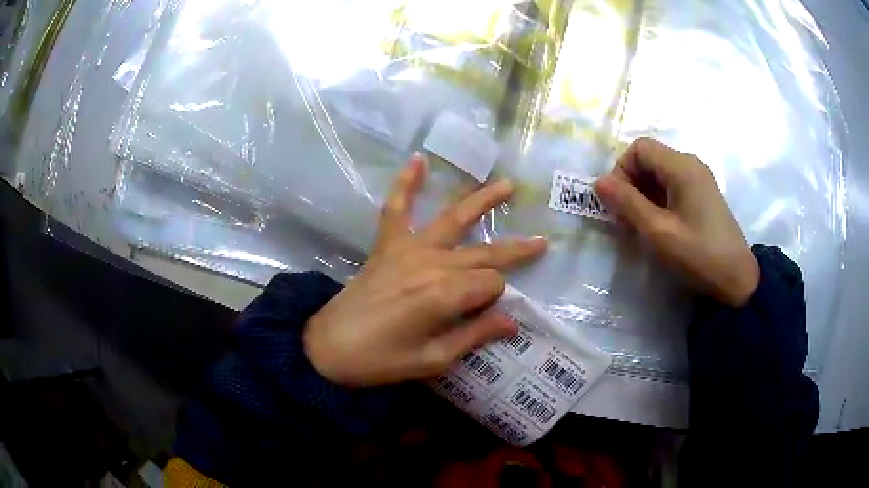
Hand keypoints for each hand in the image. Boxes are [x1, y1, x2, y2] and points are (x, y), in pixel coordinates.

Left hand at [303, 154, 546, 386]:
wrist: (328, 348)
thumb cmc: (381, 361)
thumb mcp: (433, 360)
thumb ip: (474, 335)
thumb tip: (513, 321)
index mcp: (445, 294)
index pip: (491, 284)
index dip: (496, 299)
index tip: (489, 314)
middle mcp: (431, 263)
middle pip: (482, 253)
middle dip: (514, 250)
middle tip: (541, 243)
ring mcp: (408, 249)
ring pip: (452, 218)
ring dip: (481, 200)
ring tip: (505, 185)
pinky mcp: (387, 245)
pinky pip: (396, 208)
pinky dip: (406, 183)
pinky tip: (418, 160)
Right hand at [594, 138, 758, 306]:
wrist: (736, 280)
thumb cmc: (697, 255)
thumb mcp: (658, 232)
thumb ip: (627, 204)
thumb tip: (599, 183)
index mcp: (681, 166)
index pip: (639, 149)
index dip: (621, 170)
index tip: (618, 204)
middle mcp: (690, 164)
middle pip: (649, 158)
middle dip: (631, 184)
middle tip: (627, 218)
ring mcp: (699, 179)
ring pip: (659, 173)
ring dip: (643, 194)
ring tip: (641, 225)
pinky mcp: (702, 195)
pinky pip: (672, 186)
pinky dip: (658, 200)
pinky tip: (659, 225)